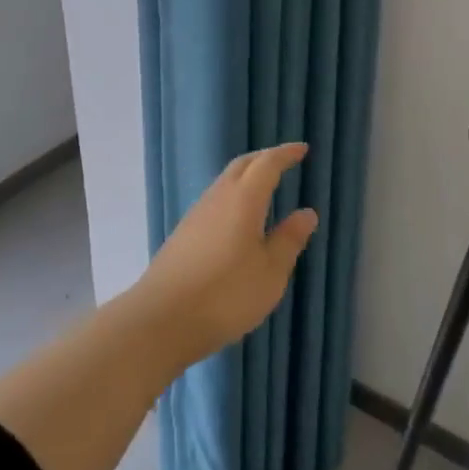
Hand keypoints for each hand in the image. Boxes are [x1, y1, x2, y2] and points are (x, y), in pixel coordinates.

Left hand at [133, 143, 317, 365]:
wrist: (162, 320)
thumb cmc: (226, 295)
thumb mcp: (270, 272)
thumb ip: (289, 239)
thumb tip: (307, 212)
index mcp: (243, 199)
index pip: (267, 165)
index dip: (285, 154)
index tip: (302, 149)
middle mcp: (217, 198)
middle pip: (241, 166)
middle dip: (264, 159)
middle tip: (284, 161)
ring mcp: (196, 216)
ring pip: (224, 182)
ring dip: (246, 177)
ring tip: (264, 187)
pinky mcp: (183, 235)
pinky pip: (214, 201)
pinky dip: (233, 197)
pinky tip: (238, 218)